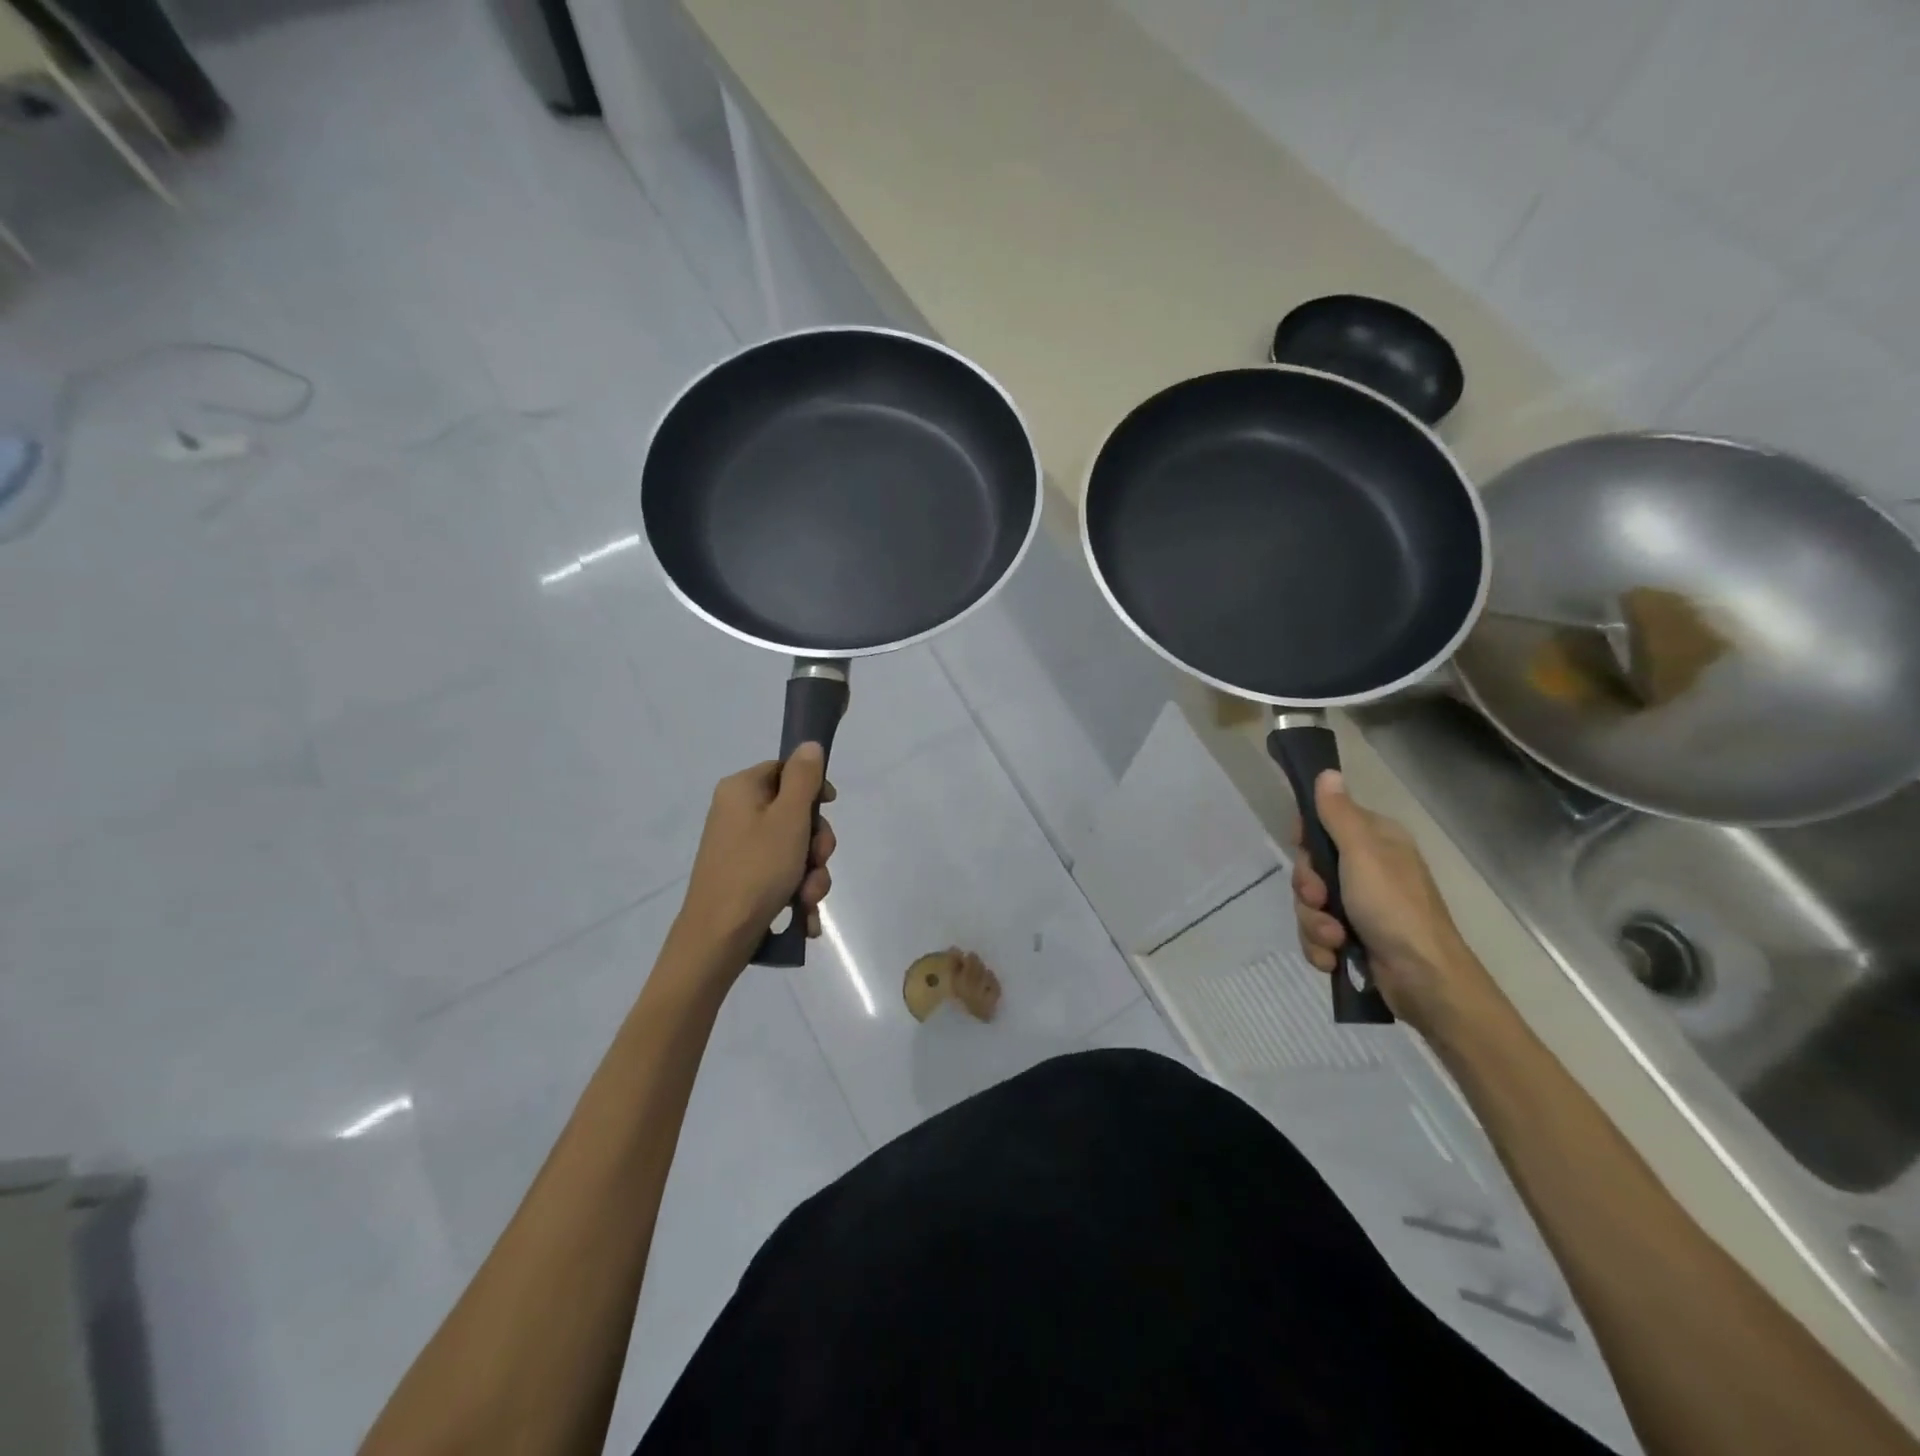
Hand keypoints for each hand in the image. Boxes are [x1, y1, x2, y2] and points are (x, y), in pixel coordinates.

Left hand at [677, 745, 836, 963]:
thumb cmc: (756, 870)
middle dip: (816, 843)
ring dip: (811, 874)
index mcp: (741, 790)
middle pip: (794, 813)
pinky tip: (804, 916)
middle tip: (817, 862)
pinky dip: (797, 893)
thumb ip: (804, 779)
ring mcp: (739, 848)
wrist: (718, 938)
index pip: (786, 770)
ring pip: (794, 849)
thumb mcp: (788, 818)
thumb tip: (809, 745)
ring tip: (808, 899)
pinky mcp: (744, 879)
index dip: (813, 788)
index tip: (830, 807)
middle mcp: (737, 814)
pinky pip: (781, 875)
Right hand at [1290, 770, 1498, 1036]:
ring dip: (1314, 924)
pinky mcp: (1354, 938)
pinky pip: (1316, 934)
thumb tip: (1327, 772)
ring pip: (1310, 904)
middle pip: (1310, 868)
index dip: (1306, 839)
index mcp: (1375, 841)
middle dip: (1308, 890)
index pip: (1324, 824)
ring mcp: (1360, 906)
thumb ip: (1338, 814)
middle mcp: (1367, 869)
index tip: (1302, 850)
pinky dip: (1321, 947)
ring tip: (1335, 940)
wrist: (1424, 979)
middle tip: (1321, 900)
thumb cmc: (1394, 907)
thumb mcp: (1362, 853)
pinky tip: (1334, 957)